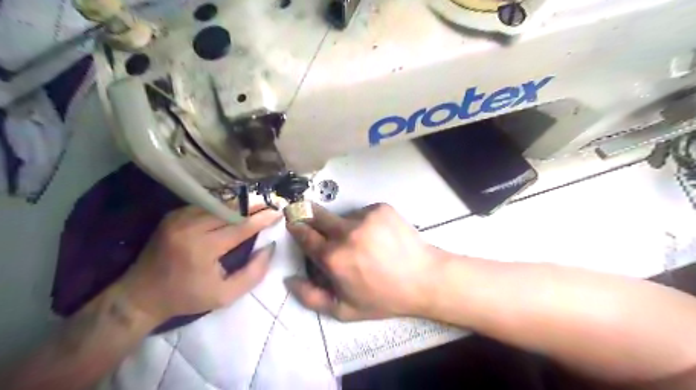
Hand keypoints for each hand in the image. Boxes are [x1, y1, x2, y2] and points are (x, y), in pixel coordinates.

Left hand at [119, 205, 278, 323]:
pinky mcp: (173, 216)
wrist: (140, 296)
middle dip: (253, 207)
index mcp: (203, 248)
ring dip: (239, 204)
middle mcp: (190, 227)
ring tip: (256, 206)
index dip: (262, 219)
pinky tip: (233, 209)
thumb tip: (270, 247)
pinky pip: (204, 205)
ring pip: (218, 204)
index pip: (240, 227)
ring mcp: (178, 218)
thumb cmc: (186, 298)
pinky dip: (222, 206)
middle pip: (230, 210)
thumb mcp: (225, 296)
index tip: (278, 213)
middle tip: (270, 205)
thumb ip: (253, 273)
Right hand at [285, 203, 448, 321]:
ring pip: (343, 216)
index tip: (294, 222)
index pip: (304, 234)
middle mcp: (346, 232)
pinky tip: (378, 236)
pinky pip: (363, 212)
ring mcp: (365, 217)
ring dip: (345, 226)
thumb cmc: (383, 298)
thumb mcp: (344, 310)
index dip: (297, 227)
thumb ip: (310, 297)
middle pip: (317, 215)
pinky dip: (365, 222)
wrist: (423, 279)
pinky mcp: (381, 208)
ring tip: (363, 241)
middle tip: (313, 219)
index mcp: (333, 257)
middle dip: (310, 215)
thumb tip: (289, 279)